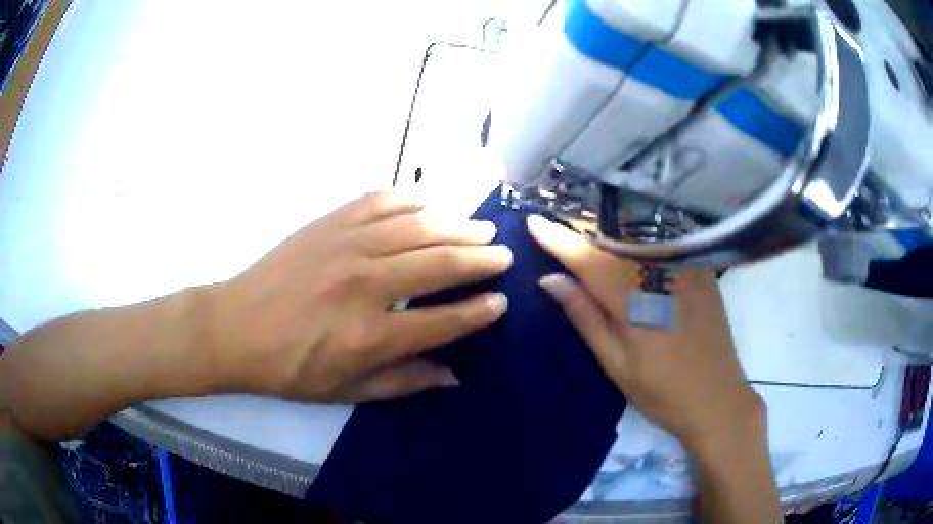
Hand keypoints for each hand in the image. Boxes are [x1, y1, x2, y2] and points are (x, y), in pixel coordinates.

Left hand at [204, 191, 511, 402]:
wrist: (236, 328)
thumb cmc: (290, 368)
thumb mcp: (346, 391)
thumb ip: (403, 382)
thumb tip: (454, 376)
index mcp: (370, 336)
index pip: (443, 321)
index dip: (478, 311)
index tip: (501, 302)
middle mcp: (365, 285)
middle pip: (439, 264)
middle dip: (479, 258)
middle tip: (503, 254)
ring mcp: (346, 246)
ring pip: (417, 227)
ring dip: (456, 225)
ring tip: (481, 227)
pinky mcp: (328, 223)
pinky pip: (379, 201)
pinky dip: (410, 198)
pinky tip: (429, 202)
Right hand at [527, 215, 762, 454]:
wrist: (718, 400)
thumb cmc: (662, 393)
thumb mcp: (617, 365)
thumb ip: (585, 318)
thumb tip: (550, 280)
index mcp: (636, 301)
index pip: (588, 260)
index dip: (559, 240)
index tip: (533, 222)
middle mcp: (662, 274)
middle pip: (613, 242)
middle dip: (581, 232)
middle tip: (555, 225)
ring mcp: (686, 269)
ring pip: (637, 239)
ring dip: (608, 234)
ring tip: (584, 231)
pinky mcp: (701, 271)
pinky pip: (663, 245)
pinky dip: (638, 242)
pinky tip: (627, 243)